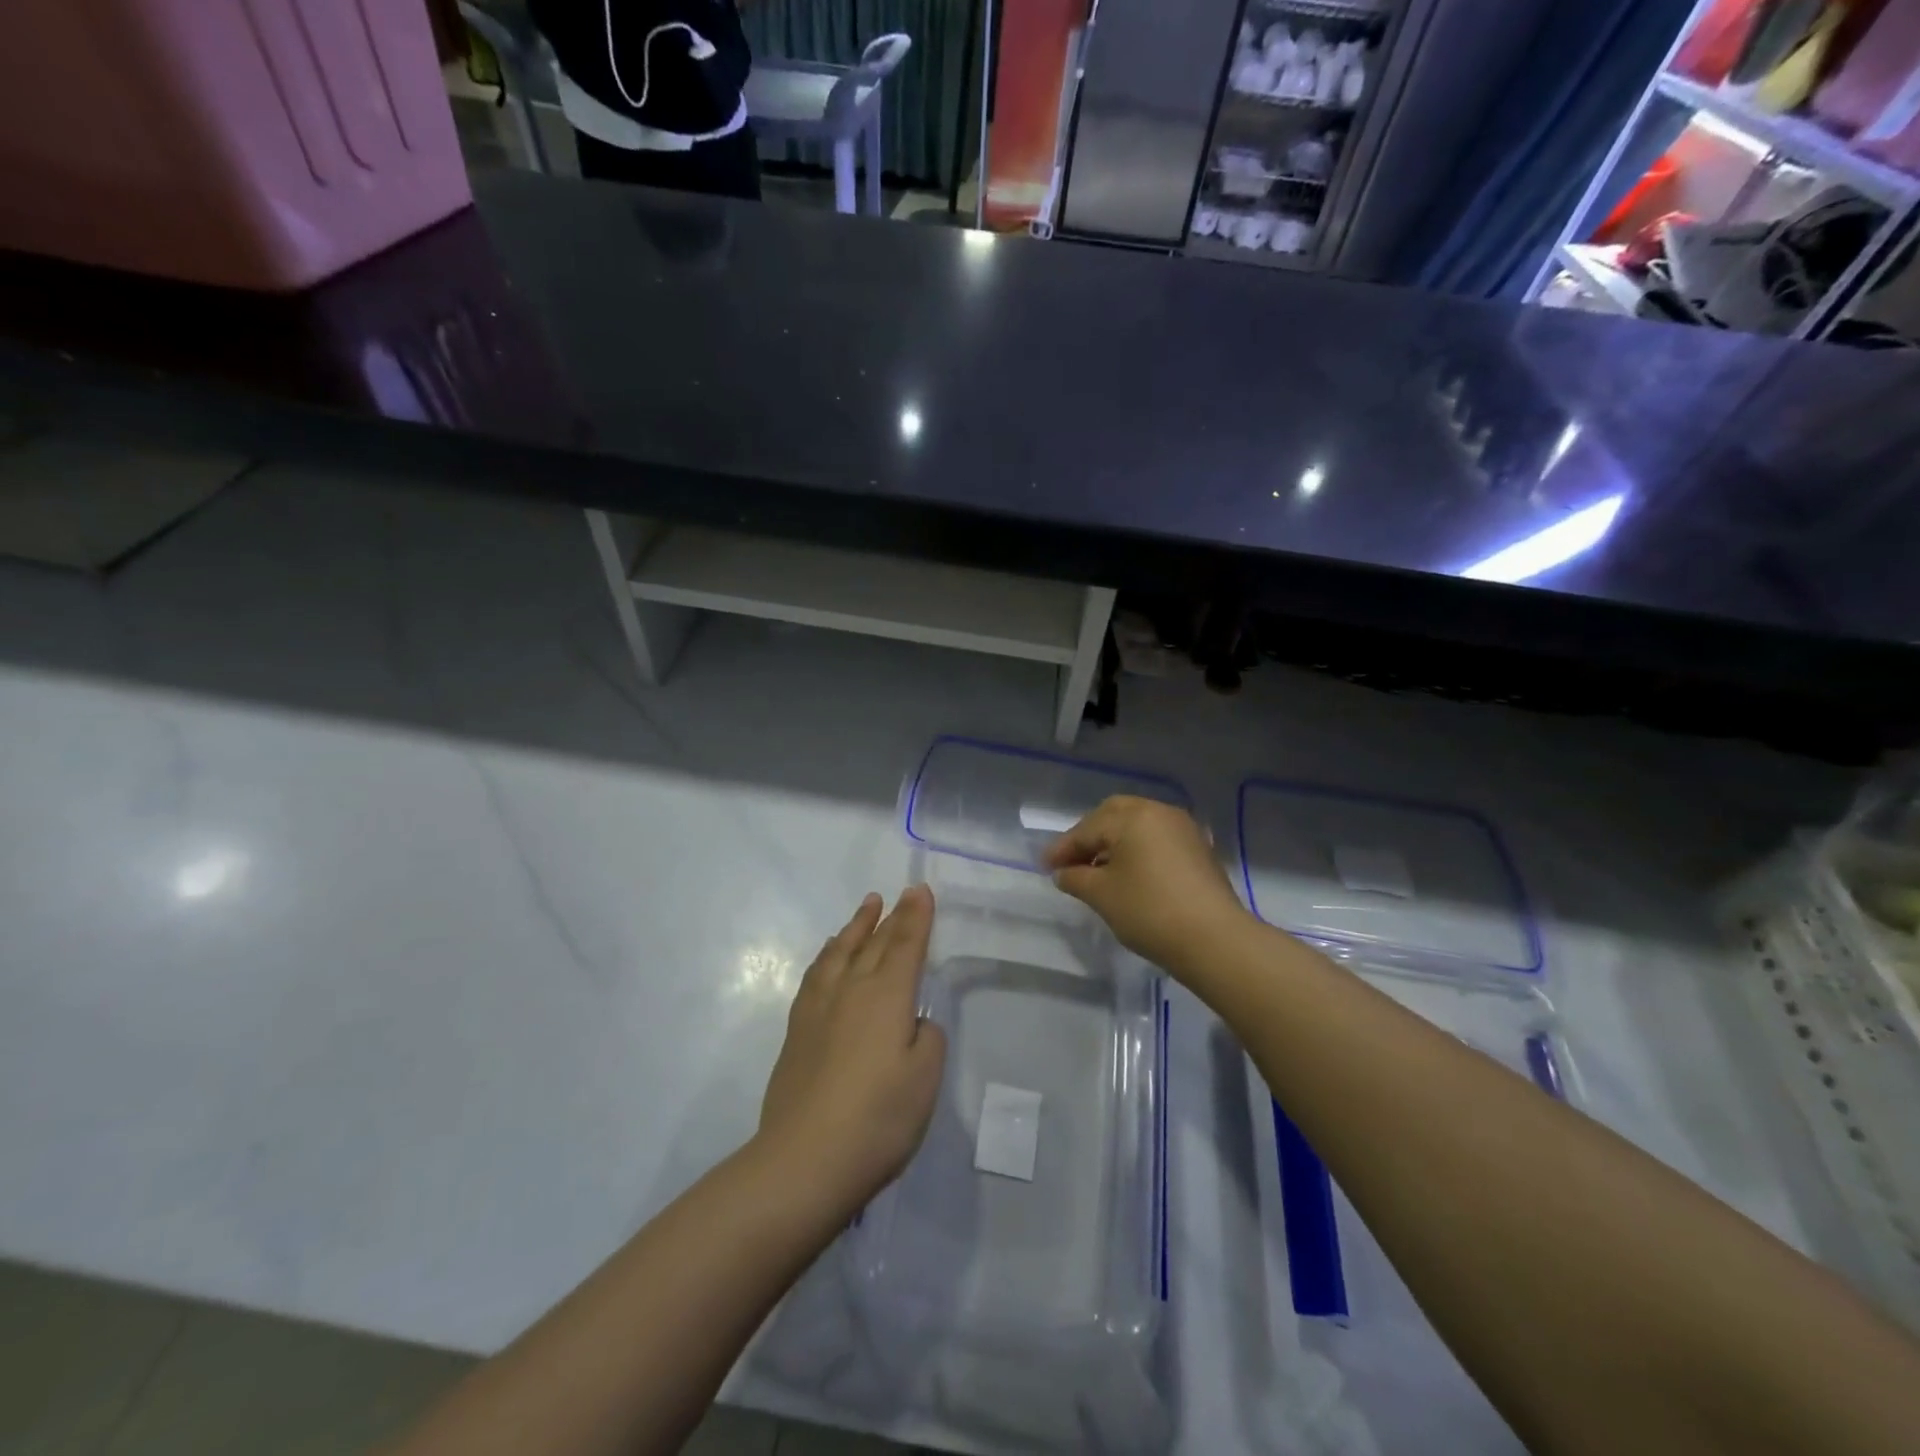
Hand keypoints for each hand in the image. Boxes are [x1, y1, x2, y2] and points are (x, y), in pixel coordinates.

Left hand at [757, 886, 945, 1216]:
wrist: (804, 1160)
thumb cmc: (878, 1119)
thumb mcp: (925, 1080)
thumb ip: (927, 1040)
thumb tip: (914, 1023)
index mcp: (887, 996)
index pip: (906, 945)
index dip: (916, 917)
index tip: (920, 890)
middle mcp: (851, 990)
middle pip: (875, 943)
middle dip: (892, 916)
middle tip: (901, 894)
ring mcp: (819, 1008)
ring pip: (840, 952)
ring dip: (856, 927)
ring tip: (866, 908)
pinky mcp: (797, 1030)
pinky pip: (816, 974)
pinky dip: (828, 955)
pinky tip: (830, 955)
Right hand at [1044, 796, 1251, 971]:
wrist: (1214, 940)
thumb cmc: (1149, 911)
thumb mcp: (1102, 895)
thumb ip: (1076, 878)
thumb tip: (1064, 873)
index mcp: (1133, 816)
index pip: (1087, 829)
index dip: (1063, 849)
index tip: (1045, 867)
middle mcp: (1159, 812)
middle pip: (1114, 815)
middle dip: (1090, 836)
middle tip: (1072, 861)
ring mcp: (1184, 829)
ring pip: (1138, 825)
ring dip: (1114, 842)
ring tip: (1098, 870)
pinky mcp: (1199, 850)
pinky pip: (1158, 839)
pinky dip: (1138, 849)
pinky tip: (1129, 874)